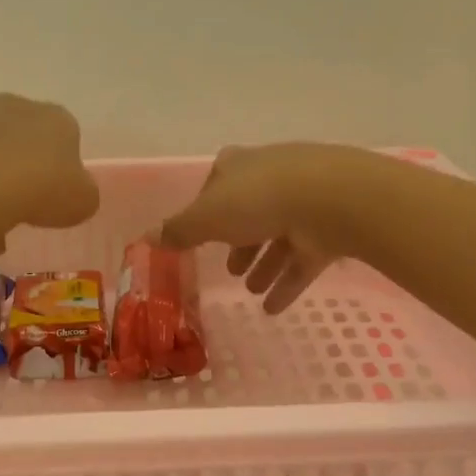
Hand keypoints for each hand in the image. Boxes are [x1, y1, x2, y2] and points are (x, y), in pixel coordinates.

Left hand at [0, 94, 100, 242]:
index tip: (55, 197)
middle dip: (21, 170)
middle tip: (21, 208)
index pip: (66, 137)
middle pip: (22, 140)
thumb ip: (82, 193)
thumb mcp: (83, 202)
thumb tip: (73, 193)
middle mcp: (14, 106)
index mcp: (56, 118)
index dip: (61, 169)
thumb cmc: (41, 191)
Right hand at [158, 143, 385, 311]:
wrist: (330, 200)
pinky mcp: (327, 229)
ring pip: (278, 236)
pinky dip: (287, 282)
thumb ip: (178, 230)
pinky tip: (273, 308)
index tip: (199, 236)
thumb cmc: (257, 200)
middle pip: (249, 212)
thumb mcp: (207, 217)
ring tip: (251, 291)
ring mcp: (304, 202)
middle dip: (239, 242)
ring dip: (264, 264)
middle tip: (230, 269)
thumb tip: (145, 237)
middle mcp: (271, 178)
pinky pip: (302, 259)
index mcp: (239, 167)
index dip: (206, 210)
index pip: (216, 186)